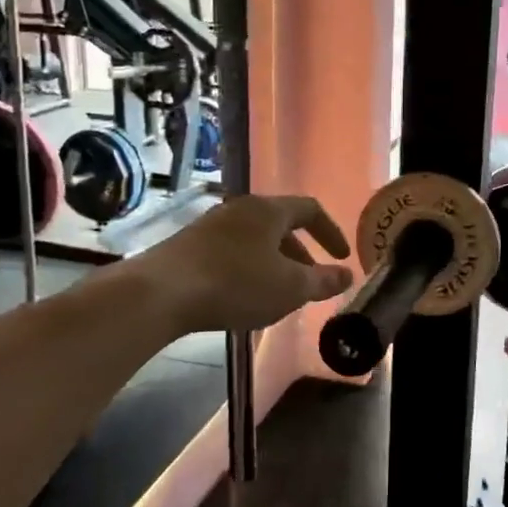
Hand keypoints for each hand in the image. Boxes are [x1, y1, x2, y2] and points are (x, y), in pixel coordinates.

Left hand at [134, 194, 354, 333]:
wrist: (159, 293)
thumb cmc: (235, 284)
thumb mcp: (289, 288)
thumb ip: (322, 281)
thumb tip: (347, 275)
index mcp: (268, 210)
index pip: (310, 210)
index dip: (331, 232)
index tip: (342, 257)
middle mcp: (240, 209)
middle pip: (280, 224)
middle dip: (301, 253)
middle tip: (310, 280)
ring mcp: (210, 226)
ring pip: (254, 240)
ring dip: (273, 263)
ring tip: (278, 293)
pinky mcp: (187, 246)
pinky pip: (230, 252)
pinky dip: (248, 269)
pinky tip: (242, 297)